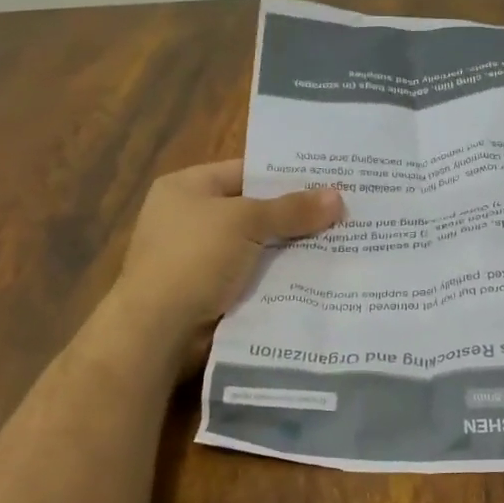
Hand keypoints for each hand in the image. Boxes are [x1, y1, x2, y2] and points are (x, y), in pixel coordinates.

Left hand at [115, 161, 342, 348]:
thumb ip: (292, 210)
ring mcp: (199, 259)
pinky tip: (319, 278)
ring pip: (258, 248)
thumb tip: (338, 196)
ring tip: (342, 244)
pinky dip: (280, 279)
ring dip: (292, 250)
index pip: (245, 172)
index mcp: (186, 188)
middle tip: (344, 213)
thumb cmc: (194, 259)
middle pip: (254, 211)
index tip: (329, 180)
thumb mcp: (245, 222)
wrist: (159, 330)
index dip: (286, 176)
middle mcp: (190, 219)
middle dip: (295, 216)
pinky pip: (254, 278)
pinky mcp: (211, 293)